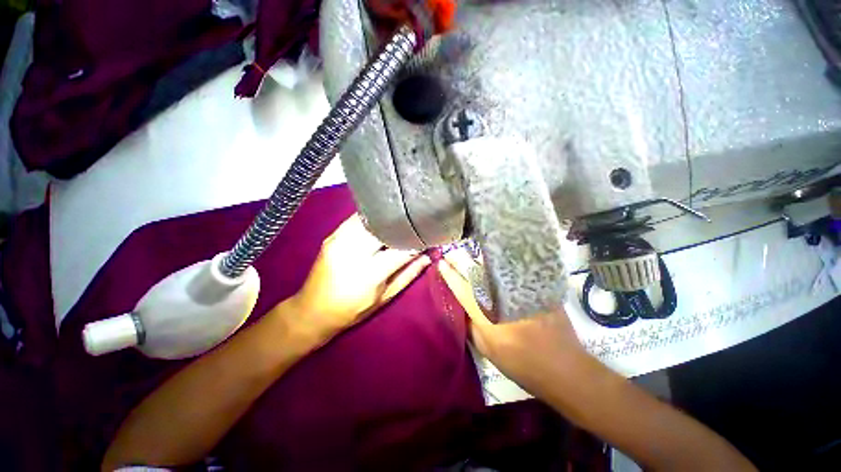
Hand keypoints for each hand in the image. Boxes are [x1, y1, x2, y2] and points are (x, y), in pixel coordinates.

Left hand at [289, 214, 430, 341]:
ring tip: (401, 221)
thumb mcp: (385, 297)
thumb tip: (428, 256)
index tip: (429, 237)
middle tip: (417, 226)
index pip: (402, 249)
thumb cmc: (352, 310)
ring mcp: (339, 240)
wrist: (312, 310)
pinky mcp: (332, 235)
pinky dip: (373, 219)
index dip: (418, 242)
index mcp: (369, 273)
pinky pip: (357, 218)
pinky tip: (382, 222)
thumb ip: (409, 275)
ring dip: (389, 220)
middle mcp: (353, 252)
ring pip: (371, 219)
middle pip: (386, 228)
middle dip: (404, 226)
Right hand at [436, 253, 588, 389]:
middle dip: (460, 262)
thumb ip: (471, 327)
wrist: (564, 367)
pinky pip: (511, 272)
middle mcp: (500, 297)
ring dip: (477, 262)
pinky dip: (499, 266)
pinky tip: (493, 262)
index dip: (450, 275)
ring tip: (467, 255)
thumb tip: (462, 308)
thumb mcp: (487, 350)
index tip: (441, 263)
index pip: (462, 289)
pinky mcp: (535, 288)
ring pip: (493, 269)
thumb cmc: (521, 364)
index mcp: (486, 315)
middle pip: (476, 273)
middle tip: (450, 253)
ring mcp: (519, 290)